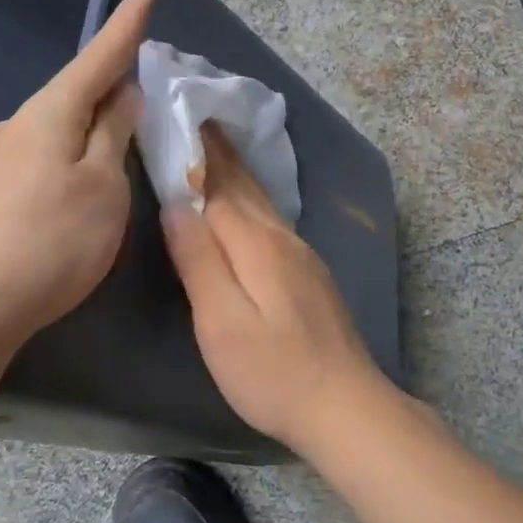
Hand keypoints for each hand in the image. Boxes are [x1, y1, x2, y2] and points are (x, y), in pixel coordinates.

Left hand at [0, 0, 153, 351]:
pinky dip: (69, 159)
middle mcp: (17, 125)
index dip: (126, 25)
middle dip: (110, 87)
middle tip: (146, 93)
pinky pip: (41, 159)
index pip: (99, 57)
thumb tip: (121, 95)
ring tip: (118, 151)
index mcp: (50, 112)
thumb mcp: (102, 187)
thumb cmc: (49, 240)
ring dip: (90, 130)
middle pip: (75, 94)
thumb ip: (113, 136)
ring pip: (57, 130)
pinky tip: (77, 189)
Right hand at [161, 130, 392, 451]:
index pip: (218, 185)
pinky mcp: (309, 275)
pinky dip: (252, 199)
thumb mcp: (222, 321)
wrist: (345, 407)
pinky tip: (247, 204)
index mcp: (257, 243)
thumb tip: (177, 203)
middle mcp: (282, 238)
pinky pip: (272, 221)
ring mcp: (302, 256)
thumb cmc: (273, 372)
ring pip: (262, 202)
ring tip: (215, 149)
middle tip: (196, 117)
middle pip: (245, 186)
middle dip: (219, 151)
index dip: (197, 152)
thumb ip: (199, 260)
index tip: (178, 115)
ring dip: (237, 172)